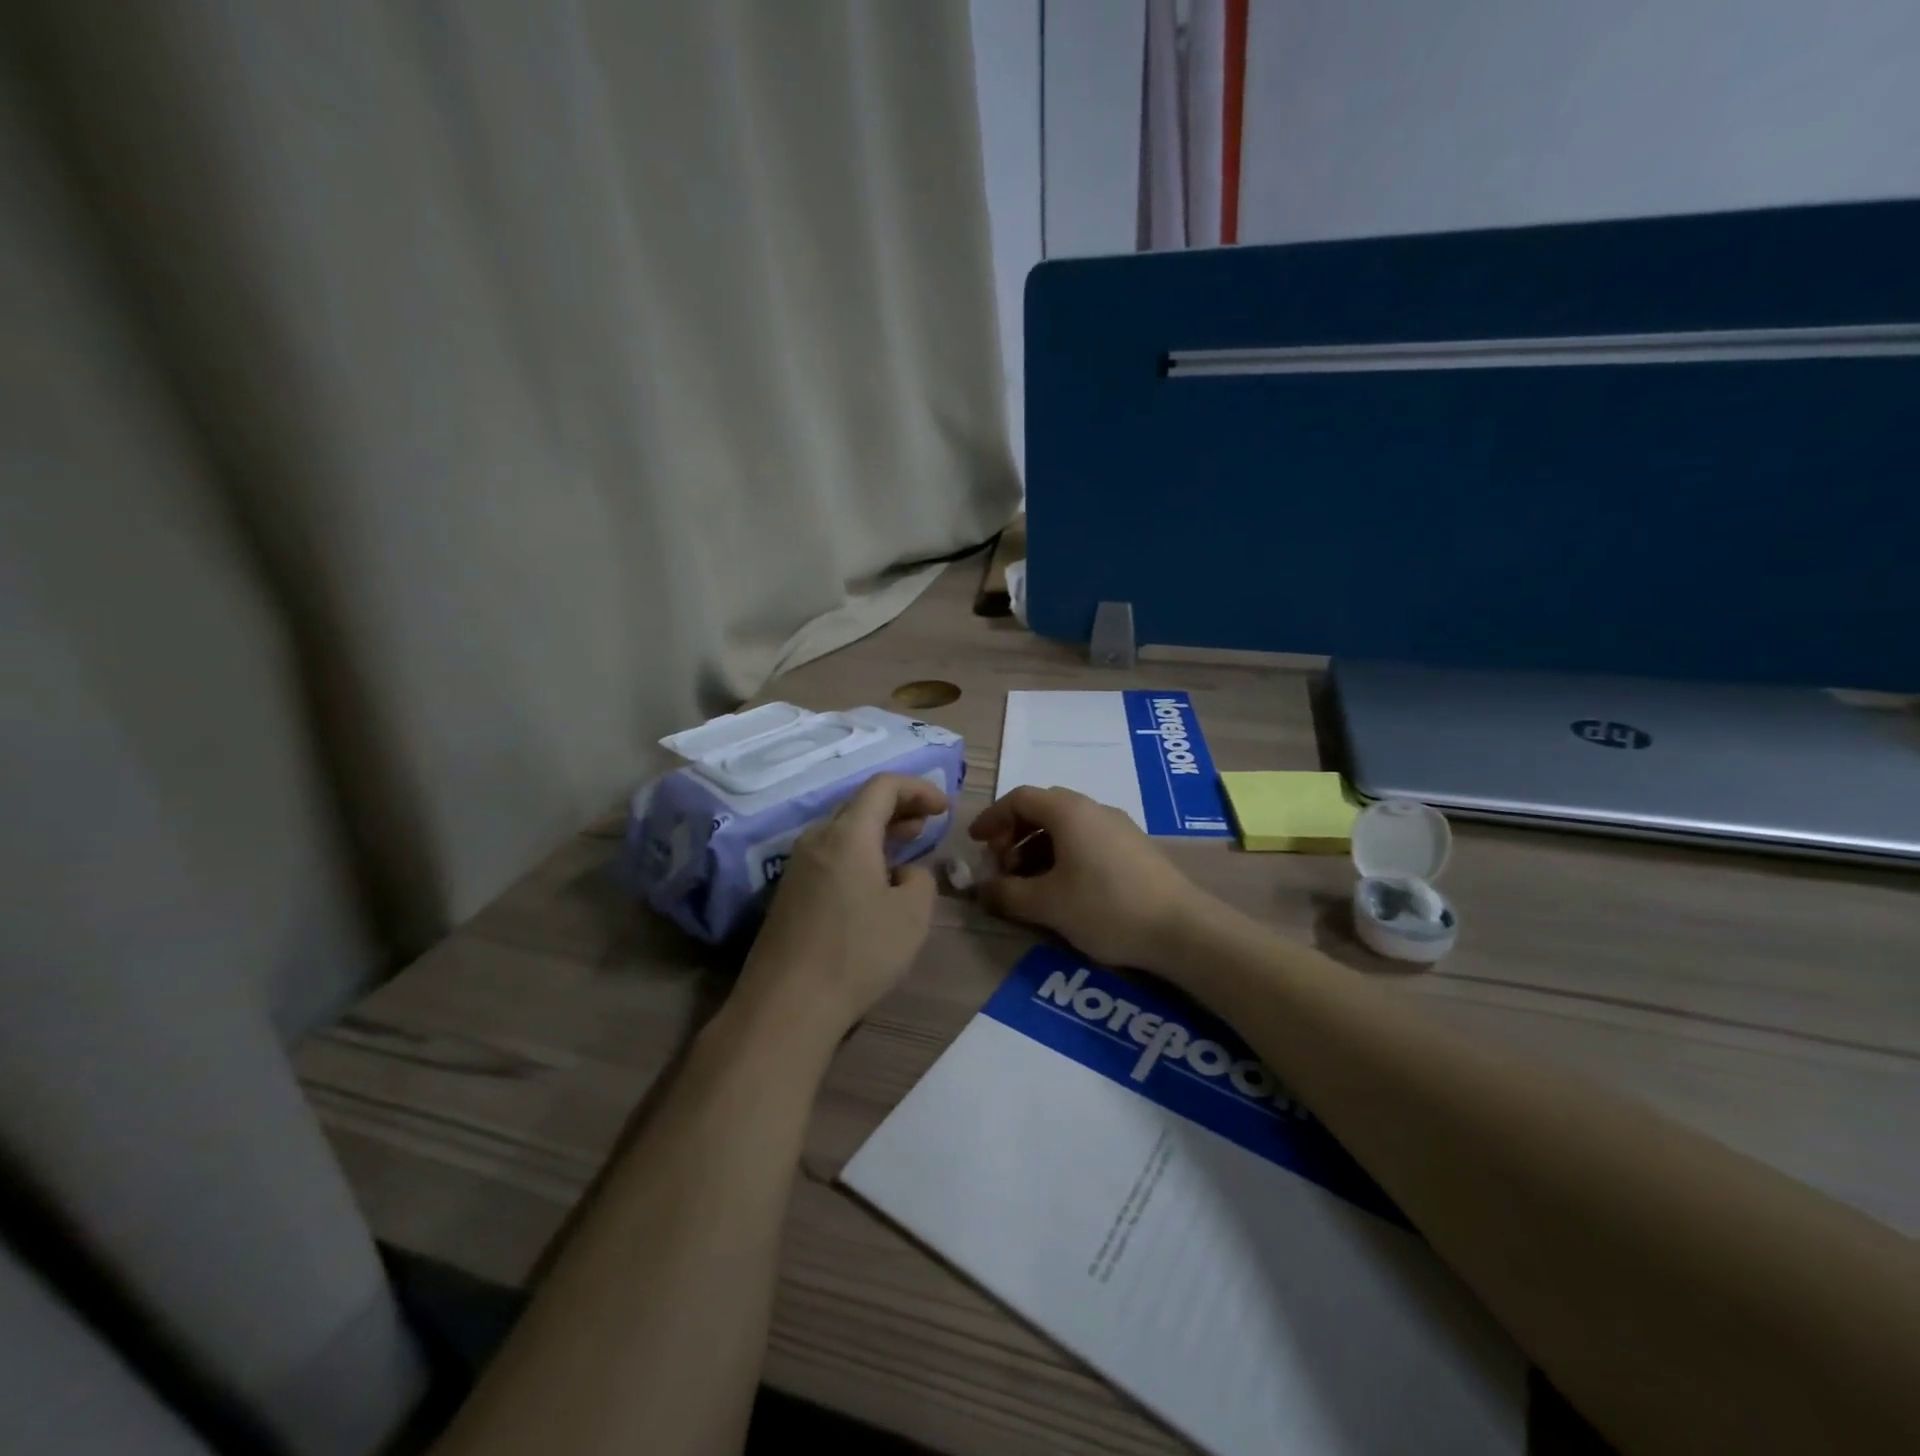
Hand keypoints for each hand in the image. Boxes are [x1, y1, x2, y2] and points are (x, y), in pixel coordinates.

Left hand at [736, 773, 945, 1040]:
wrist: (786, 1006)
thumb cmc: (857, 953)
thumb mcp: (912, 915)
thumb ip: (920, 879)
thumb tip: (903, 873)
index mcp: (847, 834)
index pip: (883, 785)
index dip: (918, 788)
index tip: (944, 807)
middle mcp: (817, 839)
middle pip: (860, 804)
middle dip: (898, 807)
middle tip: (928, 822)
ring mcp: (797, 866)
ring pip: (843, 831)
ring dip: (878, 831)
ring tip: (905, 846)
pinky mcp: (788, 893)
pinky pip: (830, 855)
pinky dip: (858, 853)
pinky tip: (873, 881)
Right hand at [968, 786, 1213, 971]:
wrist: (1181, 929)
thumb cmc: (1105, 907)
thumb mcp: (1046, 904)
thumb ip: (1006, 894)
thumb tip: (980, 889)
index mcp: (1069, 811)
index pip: (1020, 798)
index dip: (992, 818)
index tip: (975, 844)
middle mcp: (1093, 809)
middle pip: (1042, 810)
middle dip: (1014, 835)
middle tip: (1001, 867)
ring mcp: (1118, 827)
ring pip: (1065, 827)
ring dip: (1037, 849)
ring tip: (1028, 884)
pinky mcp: (1133, 848)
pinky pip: (1086, 840)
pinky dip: (1062, 856)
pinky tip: (1062, 889)